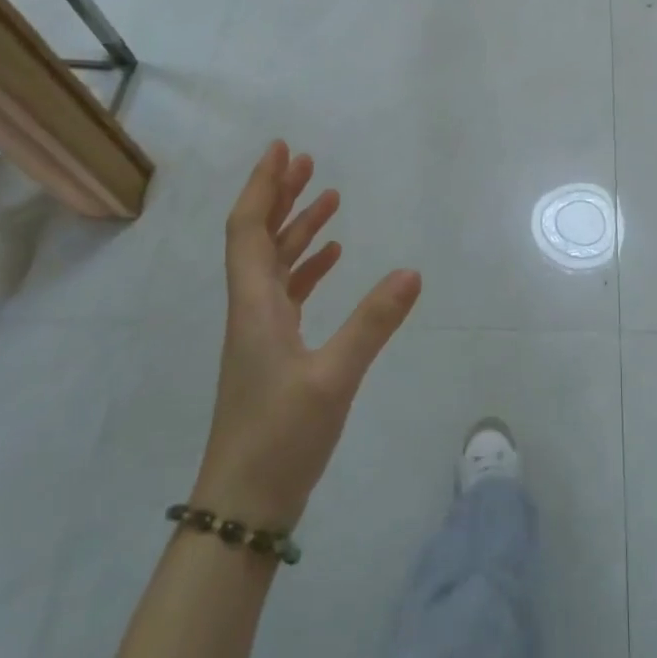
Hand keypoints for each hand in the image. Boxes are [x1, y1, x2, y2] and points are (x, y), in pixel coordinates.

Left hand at [194, 141, 421, 529]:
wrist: (243, 506)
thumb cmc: (280, 438)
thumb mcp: (333, 378)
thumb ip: (374, 323)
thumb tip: (413, 271)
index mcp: (255, 306)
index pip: (249, 230)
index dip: (262, 187)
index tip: (282, 150)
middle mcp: (251, 311)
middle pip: (258, 239)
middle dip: (281, 197)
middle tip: (308, 162)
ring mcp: (261, 334)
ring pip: (274, 265)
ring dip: (297, 229)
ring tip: (329, 200)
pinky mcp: (274, 355)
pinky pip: (288, 294)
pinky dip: (308, 268)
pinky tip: (333, 260)